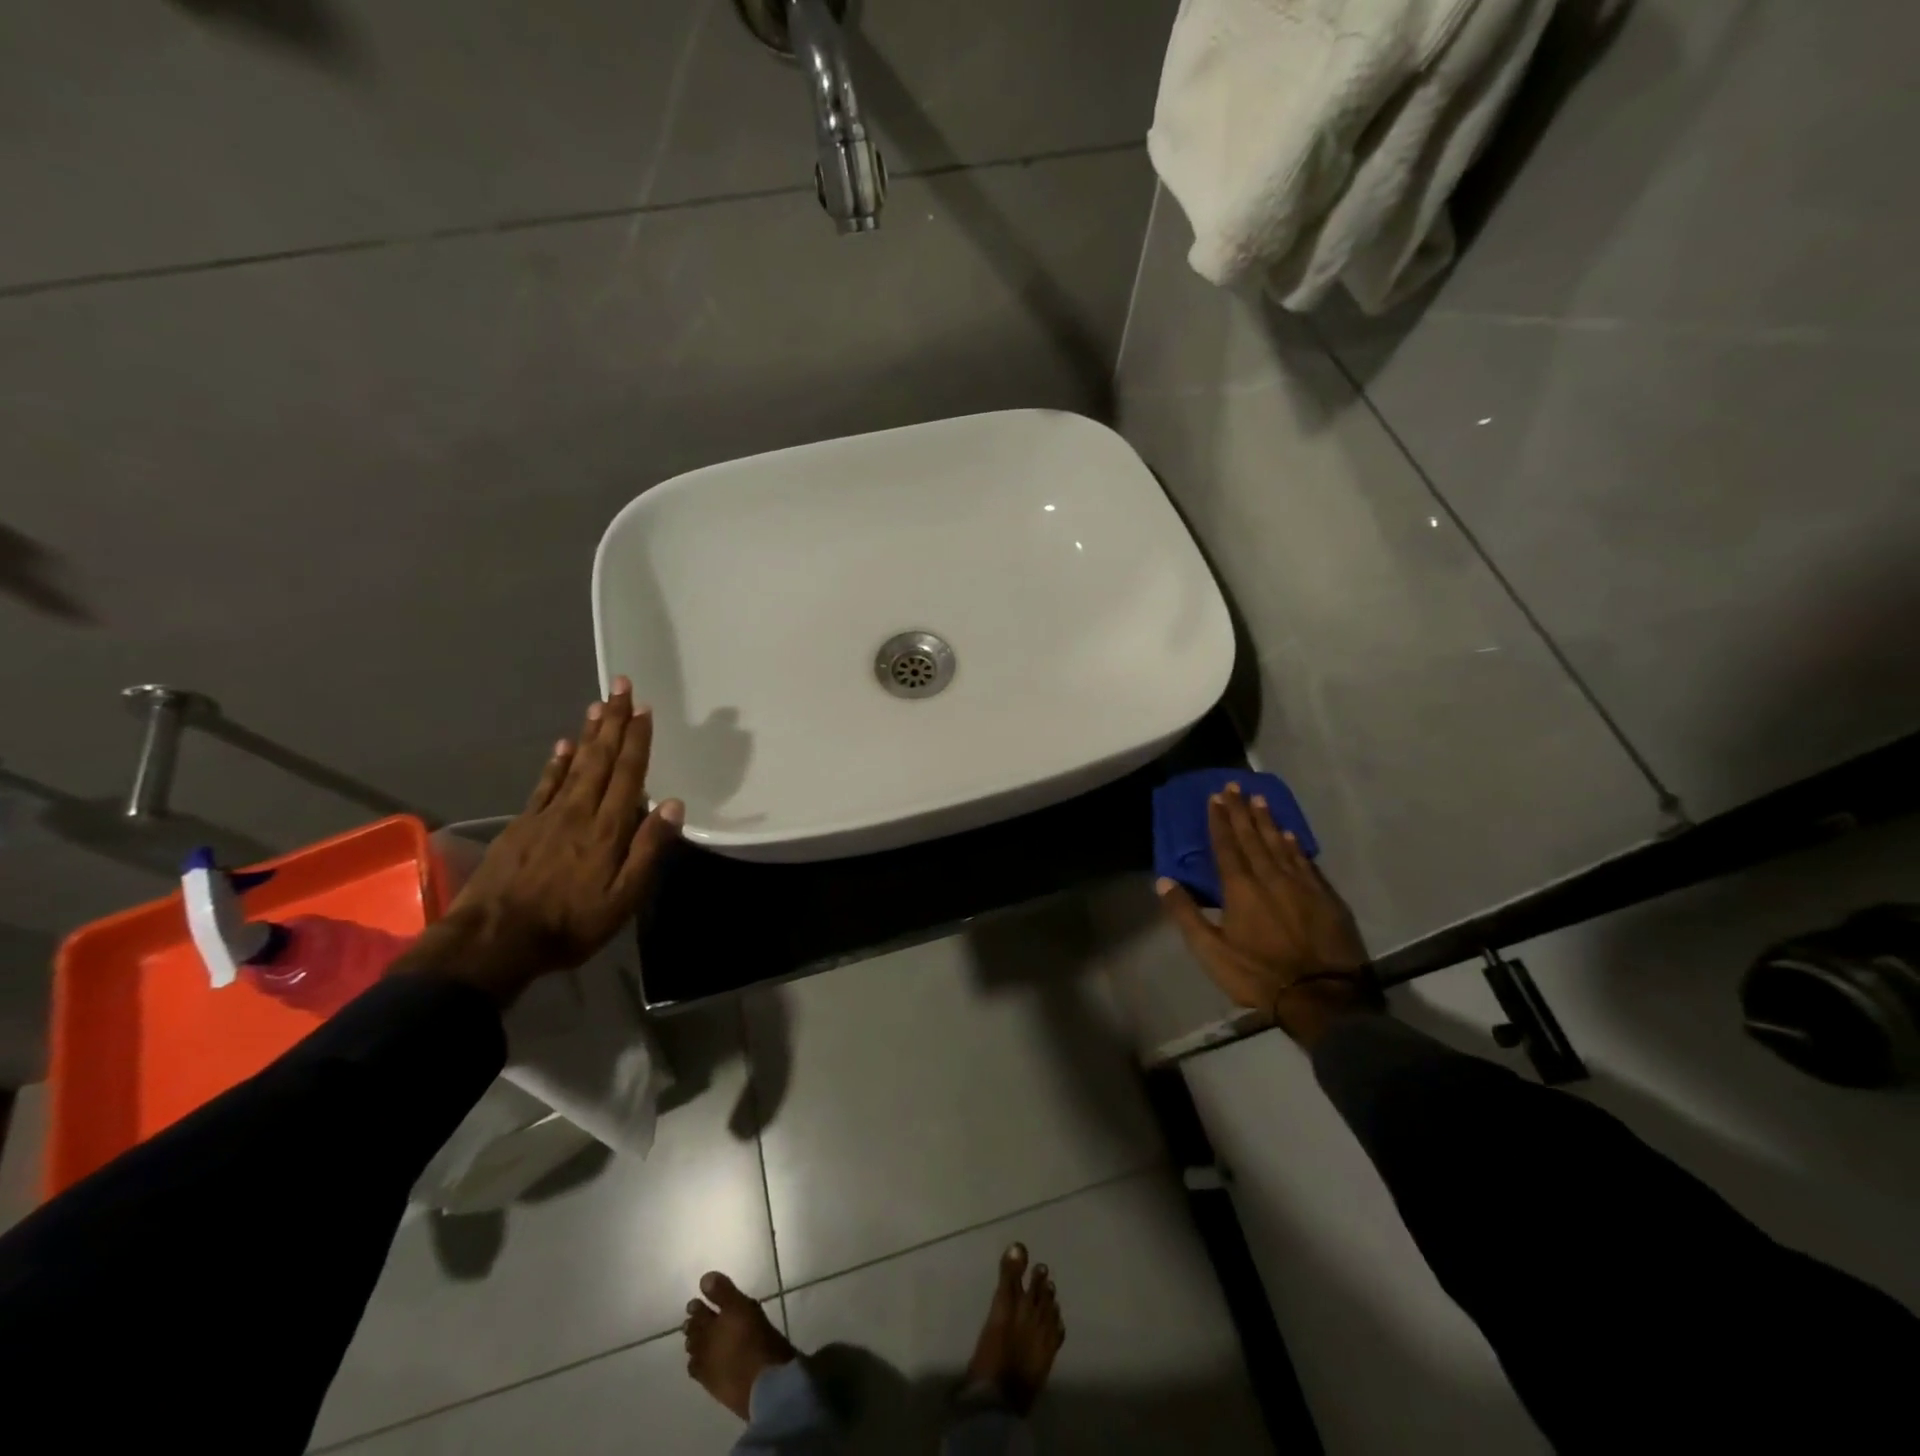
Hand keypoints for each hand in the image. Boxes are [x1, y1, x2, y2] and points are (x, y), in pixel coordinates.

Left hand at [426, 678, 683, 1003]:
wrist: (494, 941)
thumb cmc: (569, 924)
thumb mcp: (622, 899)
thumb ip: (648, 850)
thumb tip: (673, 805)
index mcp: (608, 829)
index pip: (628, 774)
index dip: (637, 740)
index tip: (644, 709)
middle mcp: (579, 811)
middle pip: (601, 758)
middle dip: (614, 721)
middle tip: (621, 687)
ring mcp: (547, 816)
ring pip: (575, 764)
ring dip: (590, 733)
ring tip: (598, 705)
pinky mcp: (523, 825)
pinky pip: (545, 784)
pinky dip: (557, 762)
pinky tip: (564, 745)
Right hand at [1156, 783, 1378, 1048]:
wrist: (1323, 998)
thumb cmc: (1258, 975)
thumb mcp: (1210, 951)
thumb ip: (1186, 913)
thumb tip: (1163, 880)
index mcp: (1241, 888)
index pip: (1227, 846)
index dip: (1220, 820)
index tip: (1215, 797)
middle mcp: (1271, 877)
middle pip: (1253, 837)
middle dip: (1241, 811)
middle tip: (1235, 786)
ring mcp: (1302, 885)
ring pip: (1281, 844)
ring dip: (1268, 821)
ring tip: (1260, 800)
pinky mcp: (1326, 898)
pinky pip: (1305, 862)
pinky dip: (1295, 845)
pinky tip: (1290, 836)